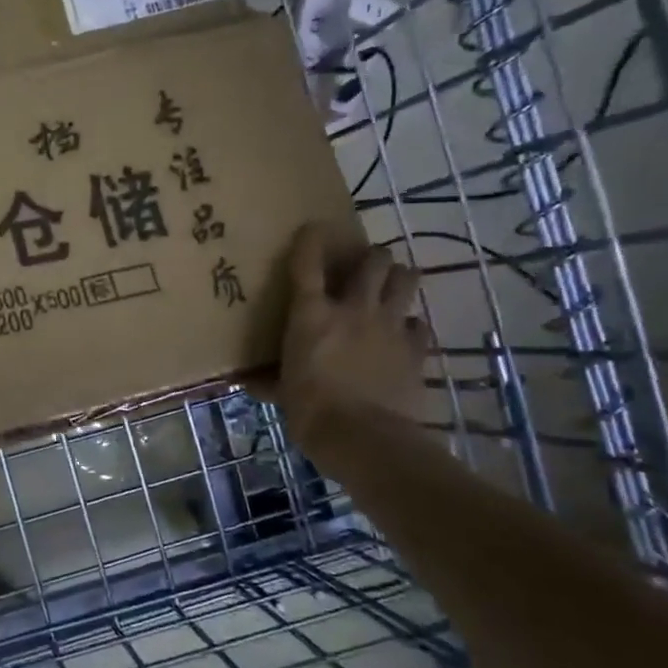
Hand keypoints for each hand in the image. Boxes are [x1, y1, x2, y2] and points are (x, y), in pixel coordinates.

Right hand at [277, 224, 428, 442]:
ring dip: (398, 279)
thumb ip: (269, 382)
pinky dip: (411, 326)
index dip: (311, 240)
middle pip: (374, 261)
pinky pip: (420, 325)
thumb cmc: (311, 412)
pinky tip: (403, 336)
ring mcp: (390, 326)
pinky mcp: (417, 349)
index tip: (313, 228)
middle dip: (371, 258)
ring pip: (406, 279)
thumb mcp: (283, 395)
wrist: (365, 438)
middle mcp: (354, 309)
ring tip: (390, 288)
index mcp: (312, 315)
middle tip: (363, 269)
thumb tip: (248, 383)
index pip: (308, 264)